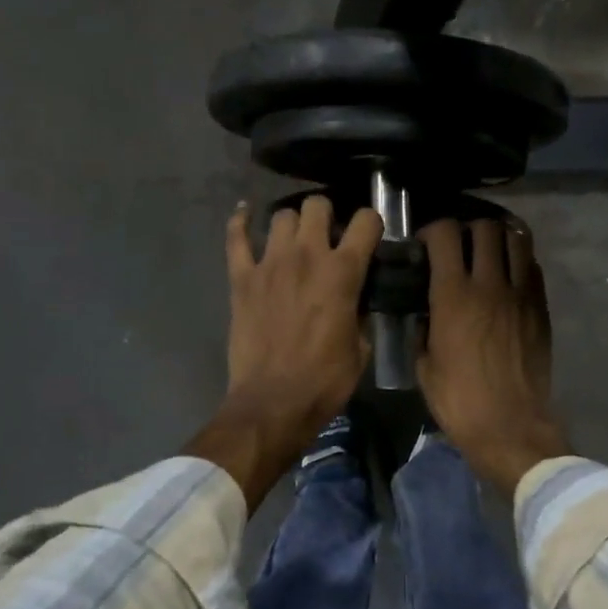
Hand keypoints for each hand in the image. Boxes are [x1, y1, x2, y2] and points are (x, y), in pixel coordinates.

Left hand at [186, 196, 382, 510]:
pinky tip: (245, 213)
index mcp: (343, 272)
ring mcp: (269, 263)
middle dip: (327, 214)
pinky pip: (236, 237)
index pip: (366, 221)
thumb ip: (360, 312)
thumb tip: (357, 300)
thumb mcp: (360, 348)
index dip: (371, 223)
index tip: (368, 237)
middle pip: (317, 205)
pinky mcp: (241, 277)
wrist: (273, 403)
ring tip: (294, 238)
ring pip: (281, 215)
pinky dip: (240, 221)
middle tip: (328, 235)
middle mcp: (307, 255)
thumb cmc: (325, 380)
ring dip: (292, 223)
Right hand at [418, 216, 572, 498]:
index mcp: (453, 295)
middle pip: (485, 228)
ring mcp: (520, 293)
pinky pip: (532, 267)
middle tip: (459, 246)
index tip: (425, 244)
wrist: (510, 426)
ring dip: (498, 238)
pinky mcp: (540, 307)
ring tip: (488, 250)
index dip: (433, 230)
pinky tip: (508, 275)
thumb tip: (426, 310)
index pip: (445, 234)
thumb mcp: (424, 364)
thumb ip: (423, 327)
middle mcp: (489, 283)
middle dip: (467, 229)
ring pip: (516, 239)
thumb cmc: (459, 400)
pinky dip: (519, 261)